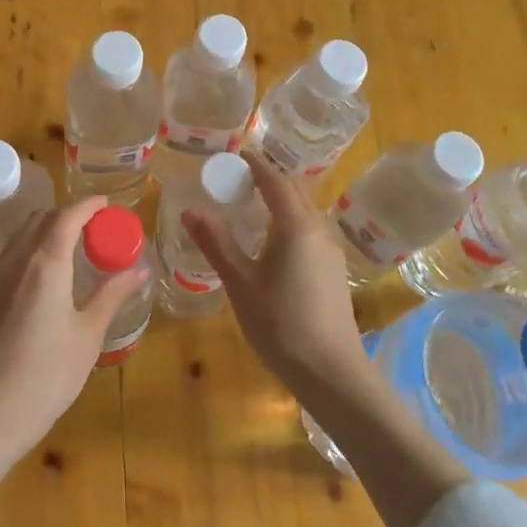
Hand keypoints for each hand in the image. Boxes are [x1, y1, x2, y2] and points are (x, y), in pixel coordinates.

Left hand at [0, 198, 147, 497]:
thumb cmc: (45, 378)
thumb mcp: (87, 337)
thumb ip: (111, 296)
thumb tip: (139, 269)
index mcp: (46, 265)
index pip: (67, 217)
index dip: (88, 205)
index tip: (108, 205)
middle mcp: (18, 262)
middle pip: (42, 219)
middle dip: (70, 214)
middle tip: (97, 228)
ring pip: (23, 235)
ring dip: (49, 229)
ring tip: (76, 247)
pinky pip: (13, 255)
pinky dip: (34, 247)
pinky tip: (50, 273)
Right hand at [183, 151, 367, 396]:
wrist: (331, 371)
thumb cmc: (280, 323)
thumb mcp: (240, 283)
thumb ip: (217, 243)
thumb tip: (191, 211)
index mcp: (296, 225)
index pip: (275, 180)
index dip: (255, 164)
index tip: (236, 155)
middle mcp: (319, 228)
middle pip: (295, 190)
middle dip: (268, 178)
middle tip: (238, 178)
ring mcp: (331, 250)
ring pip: (306, 210)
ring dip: (282, 199)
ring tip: (253, 205)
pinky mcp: (335, 269)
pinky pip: (311, 228)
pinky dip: (291, 219)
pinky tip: (275, 240)